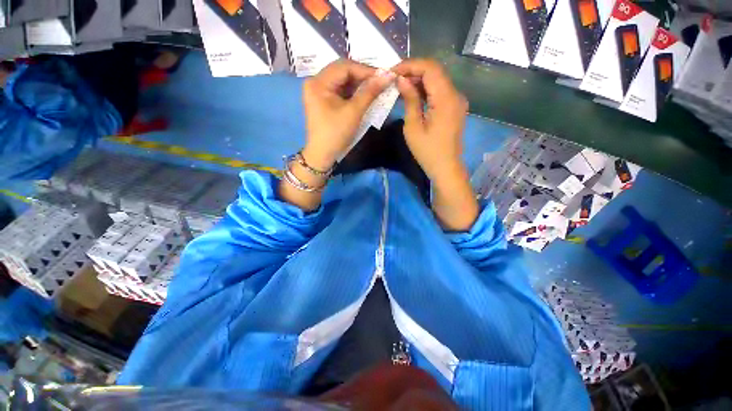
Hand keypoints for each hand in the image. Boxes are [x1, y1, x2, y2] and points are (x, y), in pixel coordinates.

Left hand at [302, 59, 395, 169]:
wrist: (322, 155)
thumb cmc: (336, 134)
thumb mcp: (354, 112)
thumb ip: (370, 92)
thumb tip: (387, 76)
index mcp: (318, 82)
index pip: (345, 67)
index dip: (366, 70)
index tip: (384, 76)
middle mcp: (315, 82)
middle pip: (342, 71)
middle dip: (363, 76)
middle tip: (381, 82)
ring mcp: (318, 91)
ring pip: (342, 81)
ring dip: (359, 84)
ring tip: (375, 88)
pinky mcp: (323, 100)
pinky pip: (340, 91)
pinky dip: (353, 92)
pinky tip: (364, 95)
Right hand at [392, 59, 468, 183]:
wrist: (446, 167)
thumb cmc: (427, 152)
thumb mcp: (413, 127)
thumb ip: (410, 100)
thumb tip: (401, 80)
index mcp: (446, 99)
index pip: (430, 68)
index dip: (410, 65)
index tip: (392, 72)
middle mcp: (456, 94)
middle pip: (435, 71)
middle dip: (413, 70)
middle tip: (394, 79)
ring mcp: (457, 100)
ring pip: (437, 80)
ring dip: (419, 79)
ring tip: (400, 86)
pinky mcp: (454, 107)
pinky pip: (440, 91)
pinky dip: (426, 89)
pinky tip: (413, 94)